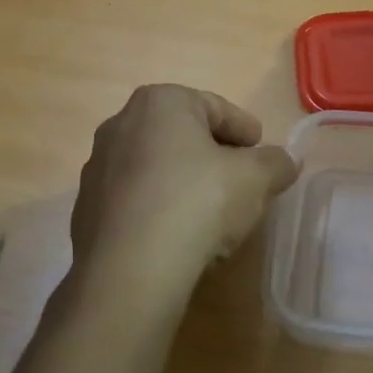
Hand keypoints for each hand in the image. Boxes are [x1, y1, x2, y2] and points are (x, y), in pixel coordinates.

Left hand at [70, 85, 297, 294]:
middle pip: (183, 136)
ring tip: (212, 214)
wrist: (131, 269)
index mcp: (161, 103)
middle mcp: (121, 124)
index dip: (246, 129)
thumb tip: (285, 162)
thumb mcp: (255, 178)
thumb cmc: (198, 202)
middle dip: (214, 156)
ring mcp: (98, 168)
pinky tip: (179, 236)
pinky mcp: (87, 210)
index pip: (216, 107)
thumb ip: (276, 163)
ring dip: (185, 183)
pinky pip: (136, 200)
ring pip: (156, 168)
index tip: (262, 153)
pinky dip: (160, 209)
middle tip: (241, 181)